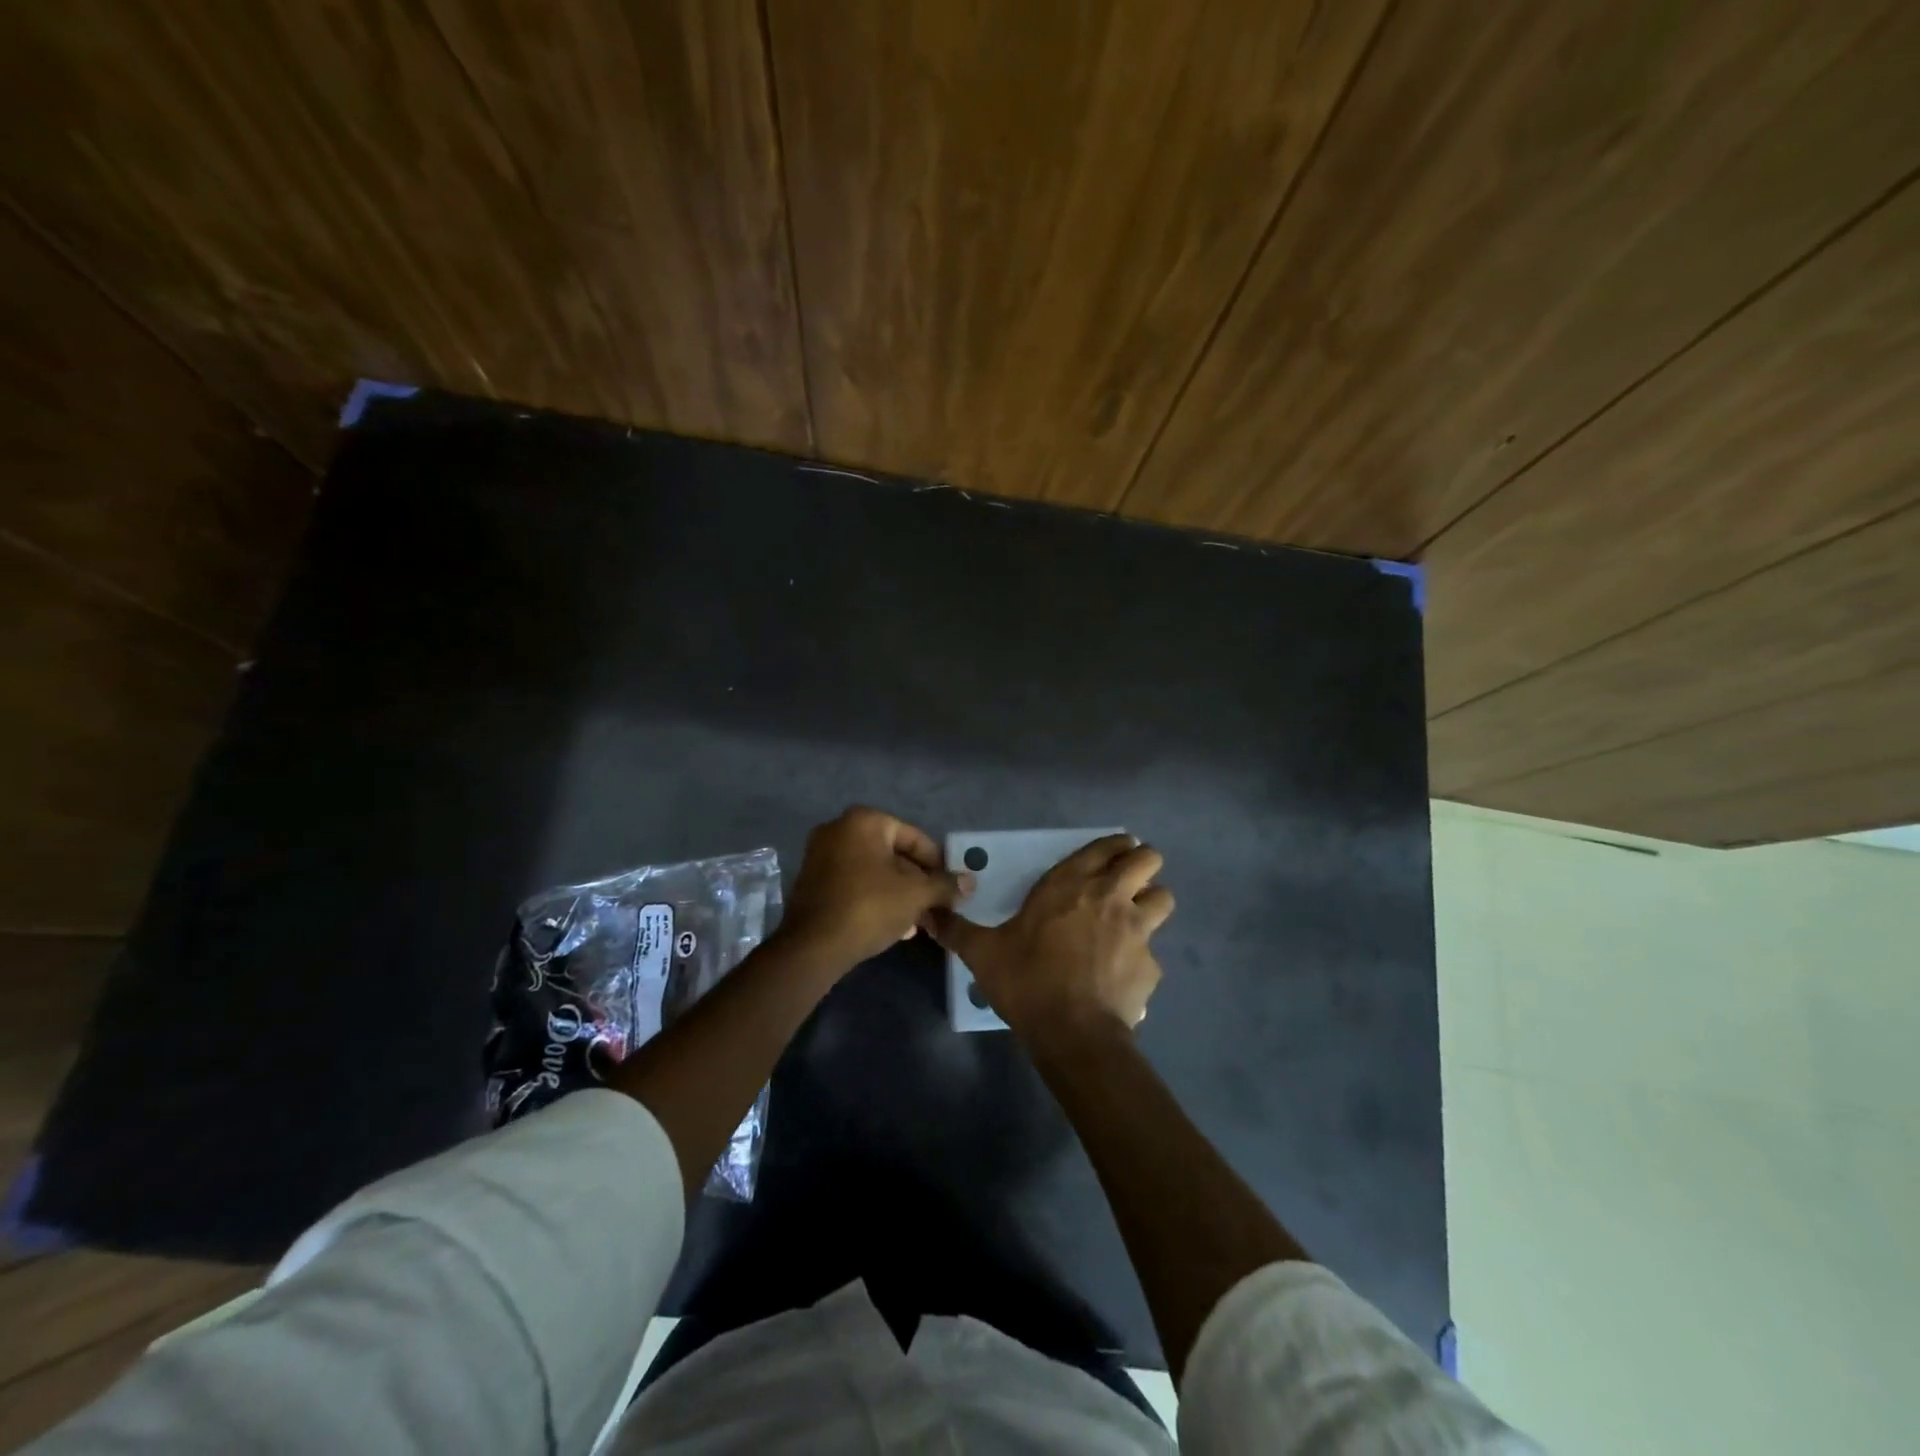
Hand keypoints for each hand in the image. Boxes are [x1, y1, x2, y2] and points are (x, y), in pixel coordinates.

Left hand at [778, 806, 973, 969]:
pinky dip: (875, 897)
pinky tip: (894, 925)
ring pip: (874, 871)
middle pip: (893, 854)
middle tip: (936, 906)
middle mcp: (838, 829)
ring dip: (899, 893)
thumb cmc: (869, 907)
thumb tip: (971, 882)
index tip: (951, 887)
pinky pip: (854, 883)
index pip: (914, 837)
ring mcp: (820, 855)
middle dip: (917, 882)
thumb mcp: (915, 895)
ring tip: (919, 922)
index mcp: (864, 821)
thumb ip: (945, 885)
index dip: (938, 864)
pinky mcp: (812, 881)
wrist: (813, 946)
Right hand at [921, 834, 1173, 1038]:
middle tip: (1123, 883)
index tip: (1108, 856)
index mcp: (1072, 882)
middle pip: (1149, 858)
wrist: (1072, 1032)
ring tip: (1132, 920)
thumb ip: (956, 930)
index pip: (1110, 844)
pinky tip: (1122, 974)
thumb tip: (927, 915)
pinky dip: (1142, 958)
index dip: (1115, 846)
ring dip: (1151, 904)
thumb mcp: (983, 952)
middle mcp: (1110, 896)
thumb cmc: (1027, 979)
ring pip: (1164, 897)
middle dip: (1141, 865)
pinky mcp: (1151, 965)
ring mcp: (1137, 929)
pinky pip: (1154, 952)